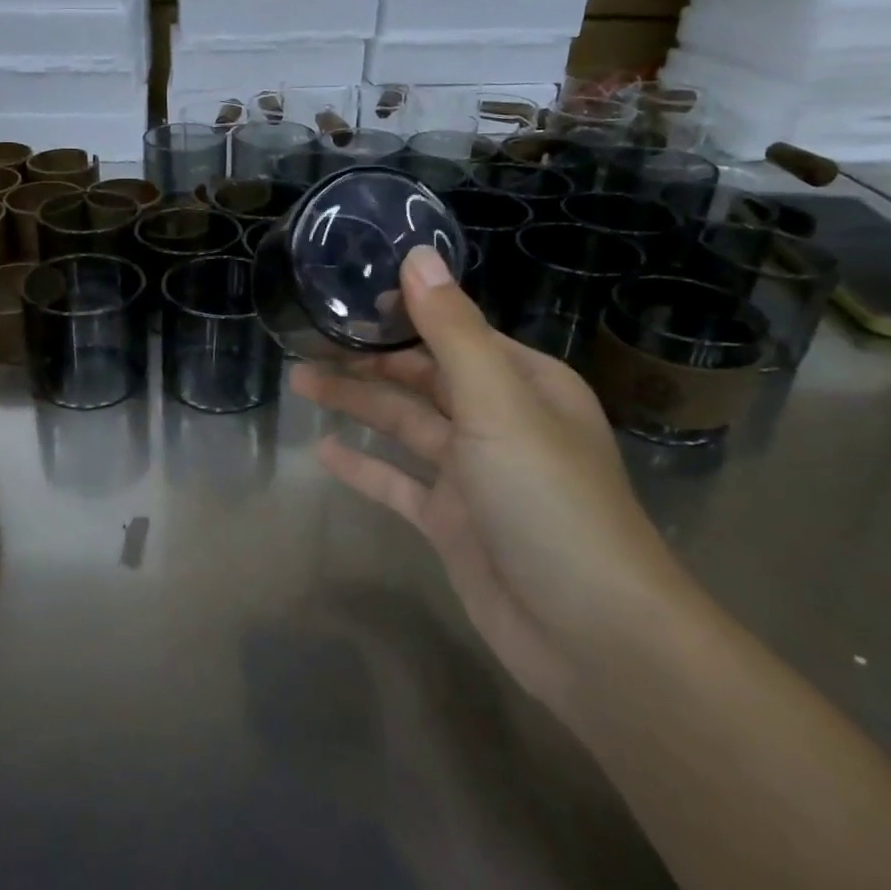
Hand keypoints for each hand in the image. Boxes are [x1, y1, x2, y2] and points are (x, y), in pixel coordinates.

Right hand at [290, 247, 693, 712]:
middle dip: (369, 360)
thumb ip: (452, 330)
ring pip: (405, 425)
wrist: (590, 634)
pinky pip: (399, 482)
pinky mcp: (451, 521)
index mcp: (523, 383)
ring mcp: (473, 474)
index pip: (455, 332)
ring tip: (300, 380)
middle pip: (423, 377)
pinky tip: (324, 451)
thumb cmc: (548, 500)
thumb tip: (417, 255)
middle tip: (307, 341)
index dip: (403, 313)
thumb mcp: (498, 403)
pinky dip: (365, 466)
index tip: (347, 298)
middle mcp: (499, 421)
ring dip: (357, 403)